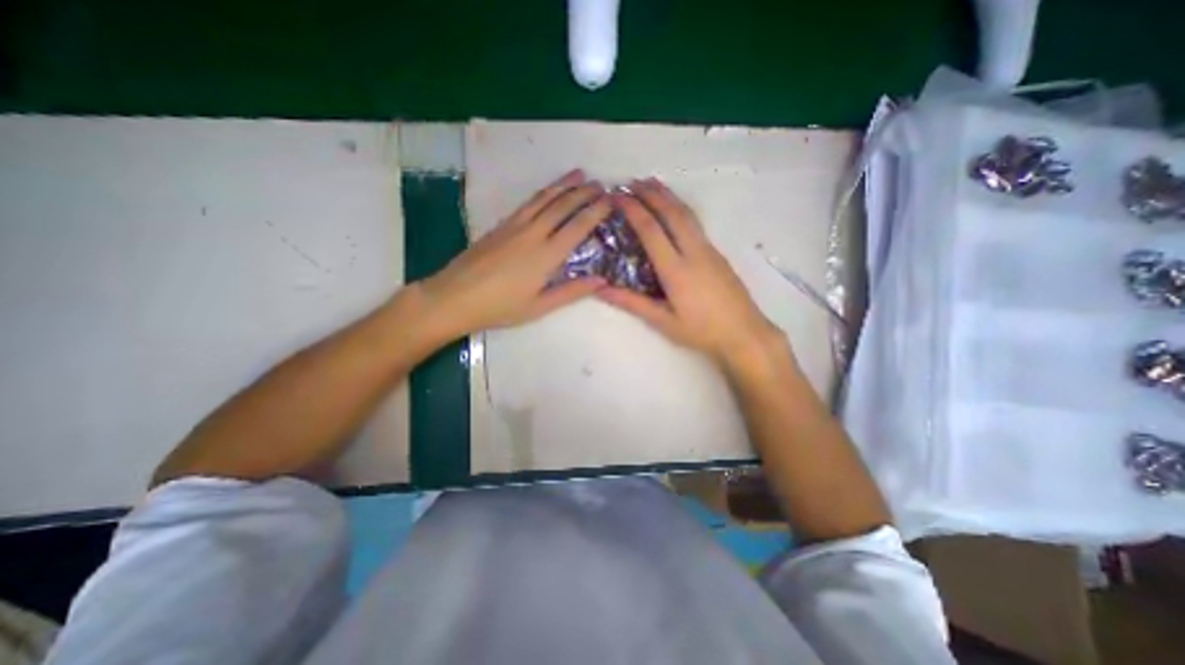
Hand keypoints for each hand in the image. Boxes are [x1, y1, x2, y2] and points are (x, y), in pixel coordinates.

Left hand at [420, 168, 610, 338]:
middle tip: (601, 184)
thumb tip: (602, 280)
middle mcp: (533, 233)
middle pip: (563, 206)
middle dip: (584, 192)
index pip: (578, 226)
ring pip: (544, 198)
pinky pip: (528, 203)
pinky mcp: (501, 225)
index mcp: (546, 255)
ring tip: (579, 174)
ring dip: (564, 185)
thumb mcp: (540, 306)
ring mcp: (515, 225)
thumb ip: (572, 292)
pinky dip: (543, 193)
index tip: (611, 201)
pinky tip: (548, 191)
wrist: (455, 296)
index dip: (596, 212)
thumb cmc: (500, 307)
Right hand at [599, 178, 783, 372]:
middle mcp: (694, 252)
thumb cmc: (701, 331)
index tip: (617, 196)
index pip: (651, 230)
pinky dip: (680, 208)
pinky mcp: (718, 253)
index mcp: (676, 269)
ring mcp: (709, 250)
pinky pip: (696, 223)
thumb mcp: (663, 321)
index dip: (633, 210)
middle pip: (671, 213)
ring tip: (652, 183)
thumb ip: (631, 302)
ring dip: (668, 196)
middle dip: (651, 194)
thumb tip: (600, 289)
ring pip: (687, 214)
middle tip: (632, 181)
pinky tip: (675, 209)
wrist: (745, 333)